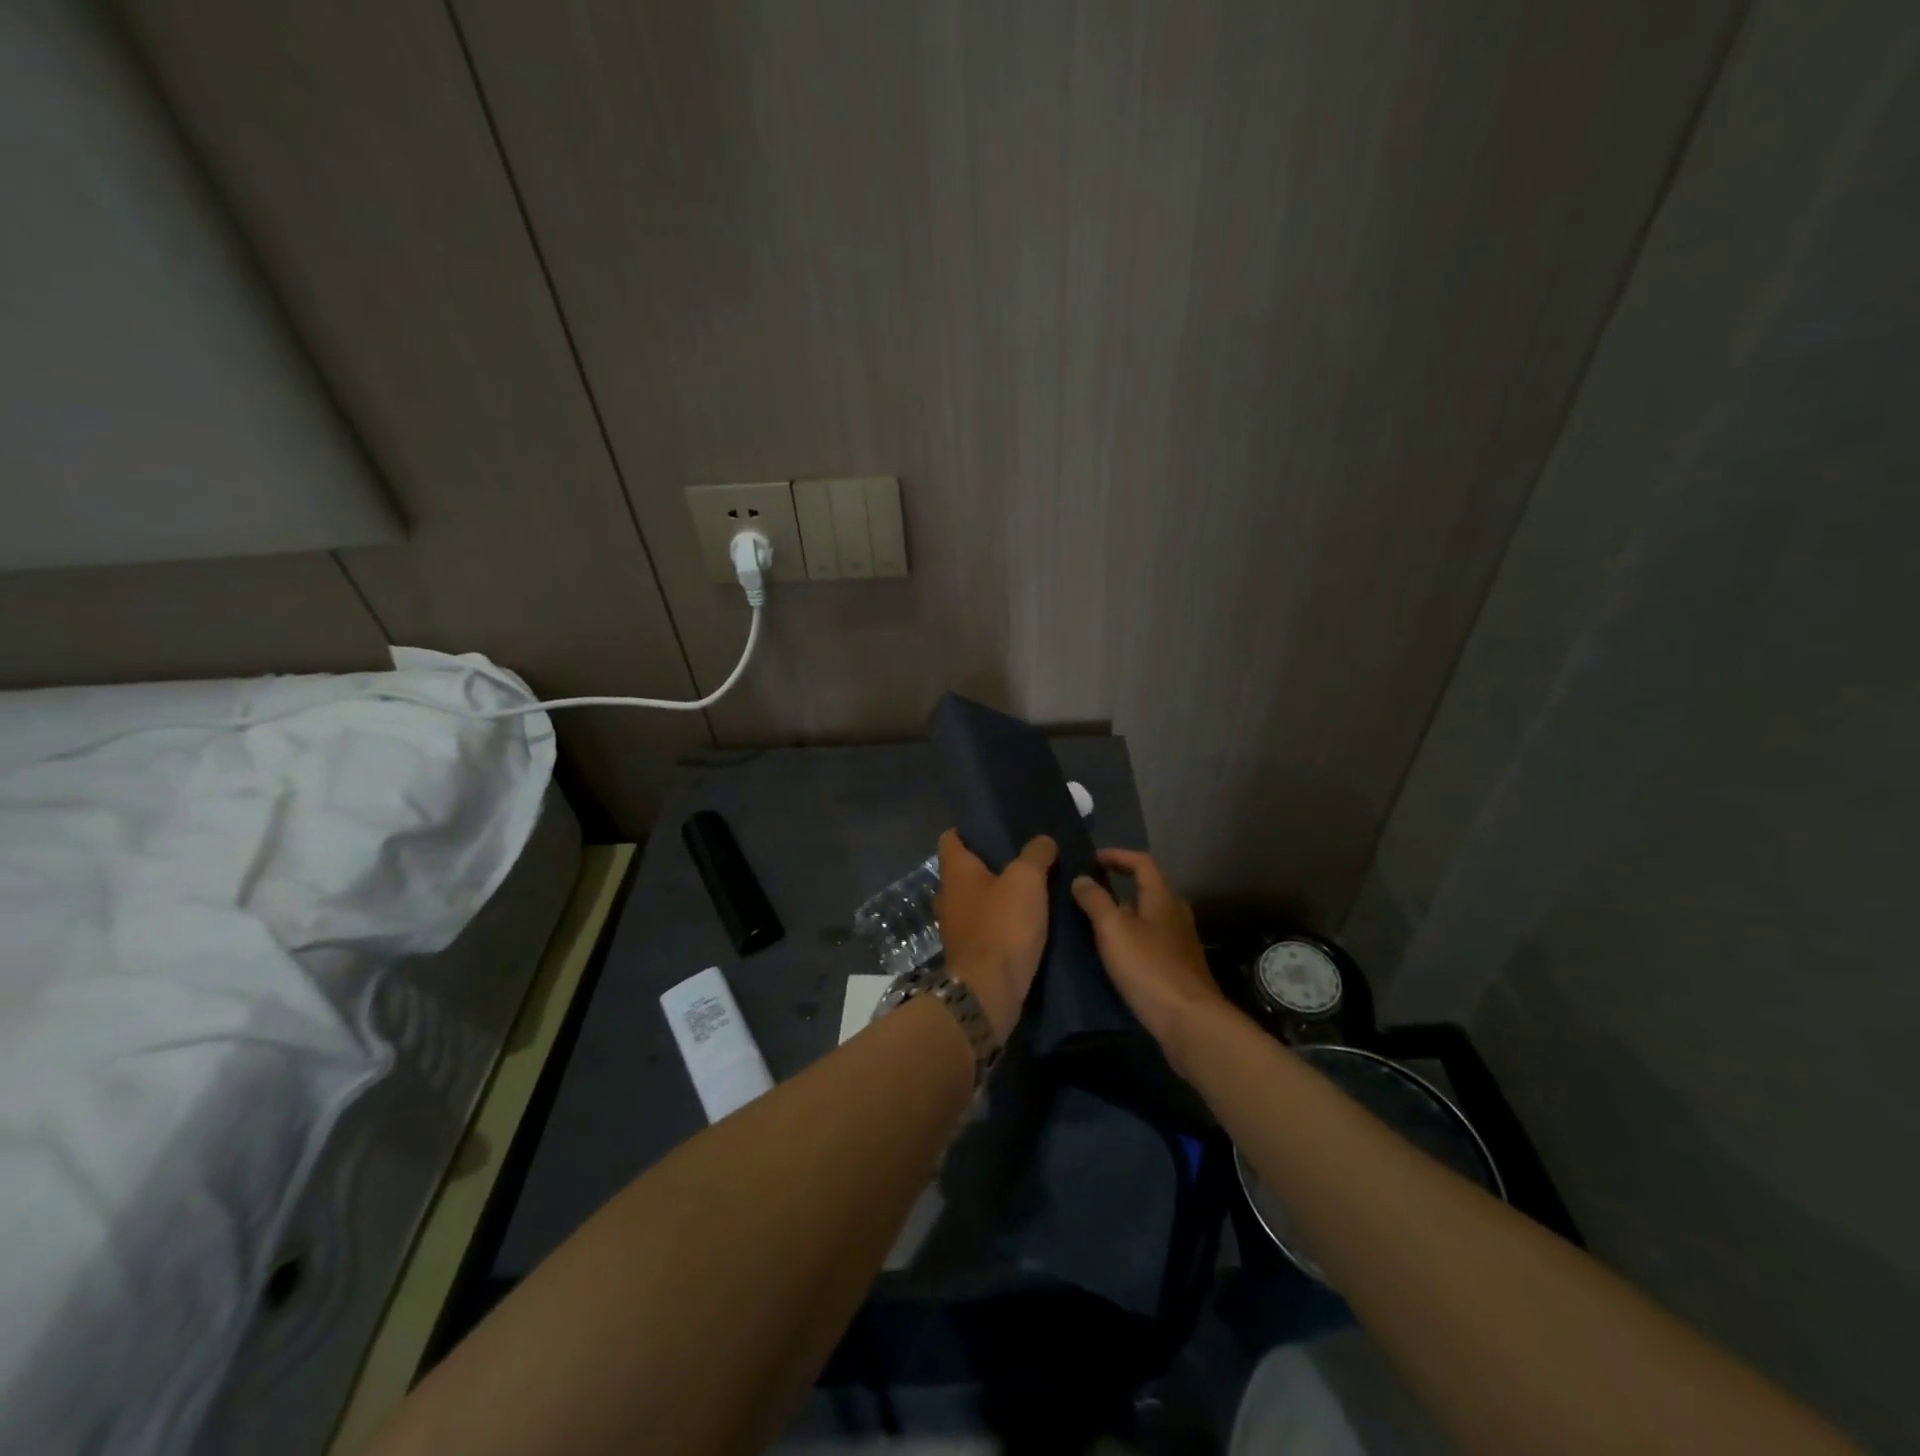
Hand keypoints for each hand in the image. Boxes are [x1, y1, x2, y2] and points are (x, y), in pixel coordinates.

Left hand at [934, 829, 1056, 1042]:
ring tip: (1029, 888)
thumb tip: (1042, 840)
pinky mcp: (968, 951)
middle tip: (1022, 856)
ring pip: (975, 898)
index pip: (951, 837)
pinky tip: (1025, 920)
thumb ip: (1035, 854)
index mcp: (955, 871)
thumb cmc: (1003, 926)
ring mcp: (954, 925)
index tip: (997, 827)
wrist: (989, 992)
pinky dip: (999, 919)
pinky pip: (983, 924)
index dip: (970, 829)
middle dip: (990, 862)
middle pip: (965, 869)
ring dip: (996, 893)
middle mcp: (947, 895)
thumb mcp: (1027, 880)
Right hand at [1071, 849, 1226, 1048]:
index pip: (1142, 862)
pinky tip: (1116, 953)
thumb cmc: (1148, 967)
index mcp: (1163, 898)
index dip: (1118, 855)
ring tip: (1098, 921)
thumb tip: (1082, 879)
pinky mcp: (1179, 968)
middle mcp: (1176, 914)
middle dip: (1122, 884)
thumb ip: (1095, 900)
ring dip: (1127, 913)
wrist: (1189, 1021)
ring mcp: (1181, 943)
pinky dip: (1133, 937)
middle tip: (1093, 889)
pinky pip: (1153, 940)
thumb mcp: (1113, 929)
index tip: (1093, 858)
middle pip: (1150, 888)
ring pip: (1151, 916)